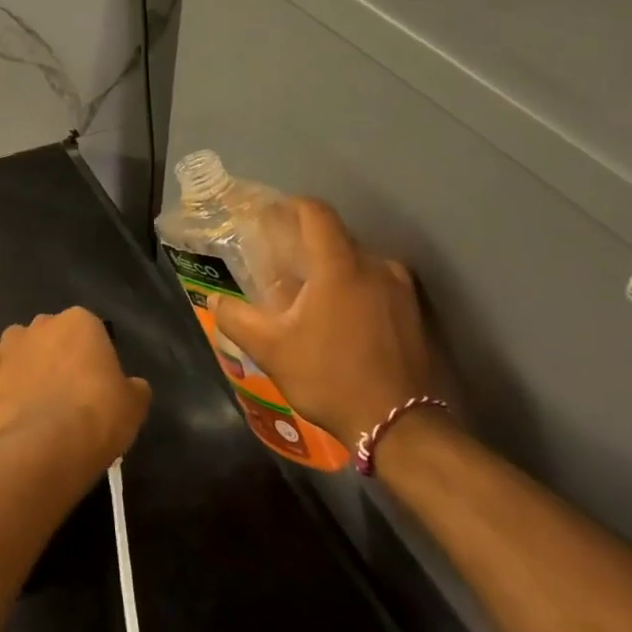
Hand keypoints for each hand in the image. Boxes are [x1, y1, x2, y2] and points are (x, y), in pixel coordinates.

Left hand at [0, 308, 149, 460]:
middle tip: (67, 390)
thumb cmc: (101, 417)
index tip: (95, 384)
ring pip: (20, 339)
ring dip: (27, 353)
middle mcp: (46, 323)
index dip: (92, 358)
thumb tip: (130, 386)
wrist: (54, 443)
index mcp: (83, 322)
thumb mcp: (134, 402)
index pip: (90, 332)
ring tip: (32, 384)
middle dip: (59, 354)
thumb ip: (131, 386)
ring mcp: (13, 343)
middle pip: (54, 333)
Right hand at [212, 199, 439, 444]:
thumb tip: (216, 302)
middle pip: (335, 238)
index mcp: (339, 266)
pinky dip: (353, 290)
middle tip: (281, 268)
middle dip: (306, 247)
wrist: (400, 425)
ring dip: (331, 272)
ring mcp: (401, 288)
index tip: (270, 217)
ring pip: (357, 263)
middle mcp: (375, 265)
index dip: (290, 207)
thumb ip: (237, 319)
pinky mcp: (414, 311)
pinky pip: (376, 284)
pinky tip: (339, 320)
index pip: (316, 213)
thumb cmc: (330, 378)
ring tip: (309, 299)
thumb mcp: (271, 351)